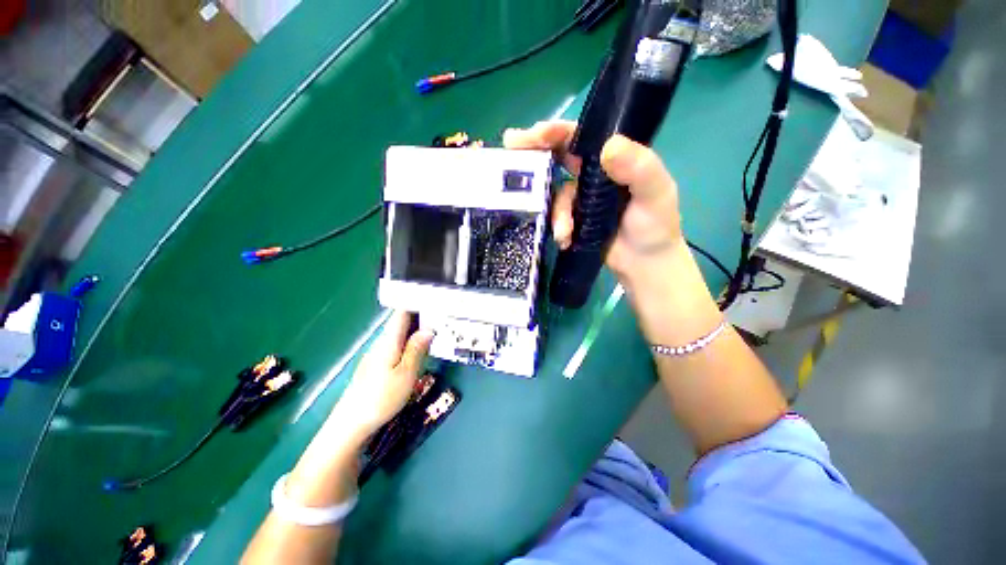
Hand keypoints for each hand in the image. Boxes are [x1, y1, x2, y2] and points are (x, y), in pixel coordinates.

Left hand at [330, 311, 433, 442]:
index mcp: (388, 340)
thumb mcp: (406, 373)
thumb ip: (417, 349)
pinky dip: (409, 343)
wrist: (351, 424)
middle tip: (441, 318)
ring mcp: (377, 354)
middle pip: (401, 322)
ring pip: (399, 335)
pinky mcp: (376, 365)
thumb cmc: (381, 398)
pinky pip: (396, 346)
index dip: (416, 303)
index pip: (401, 313)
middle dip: (420, 317)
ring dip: (416, 331)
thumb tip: (429, 329)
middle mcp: (381, 343)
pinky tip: (418, 352)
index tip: (434, 300)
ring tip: (435, 332)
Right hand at [503, 121, 683, 281]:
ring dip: (555, 212)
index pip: (581, 137)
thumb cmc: (656, 226)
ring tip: (564, 232)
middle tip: (510, 148)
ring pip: (555, 194)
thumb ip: (639, 168)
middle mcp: (592, 174)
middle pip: (558, 156)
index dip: (556, 131)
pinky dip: (558, 227)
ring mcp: (580, 198)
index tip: (534, 134)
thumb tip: (608, 146)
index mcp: (612, 159)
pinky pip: (556, 217)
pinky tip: (565, 240)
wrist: (645, 265)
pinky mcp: (573, 220)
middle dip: (534, 152)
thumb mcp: (656, 193)